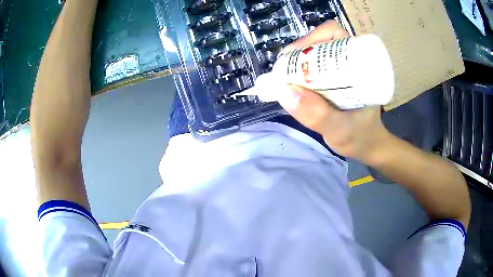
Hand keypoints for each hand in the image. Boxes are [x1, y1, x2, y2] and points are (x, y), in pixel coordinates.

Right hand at [277, 20, 390, 161]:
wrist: (369, 145)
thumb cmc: (360, 138)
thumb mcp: (339, 130)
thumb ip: (317, 114)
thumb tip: (284, 91)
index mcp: (362, 65)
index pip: (335, 34)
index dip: (311, 39)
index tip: (291, 57)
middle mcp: (353, 61)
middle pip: (323, 40)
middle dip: (300, 50)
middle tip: (284, 69)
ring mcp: (345, 69)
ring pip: (318, 52)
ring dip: (299, 60)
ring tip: (286, 76)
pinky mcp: (338, 77)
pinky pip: (317, 65)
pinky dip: (302, 70)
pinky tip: (294, 82)